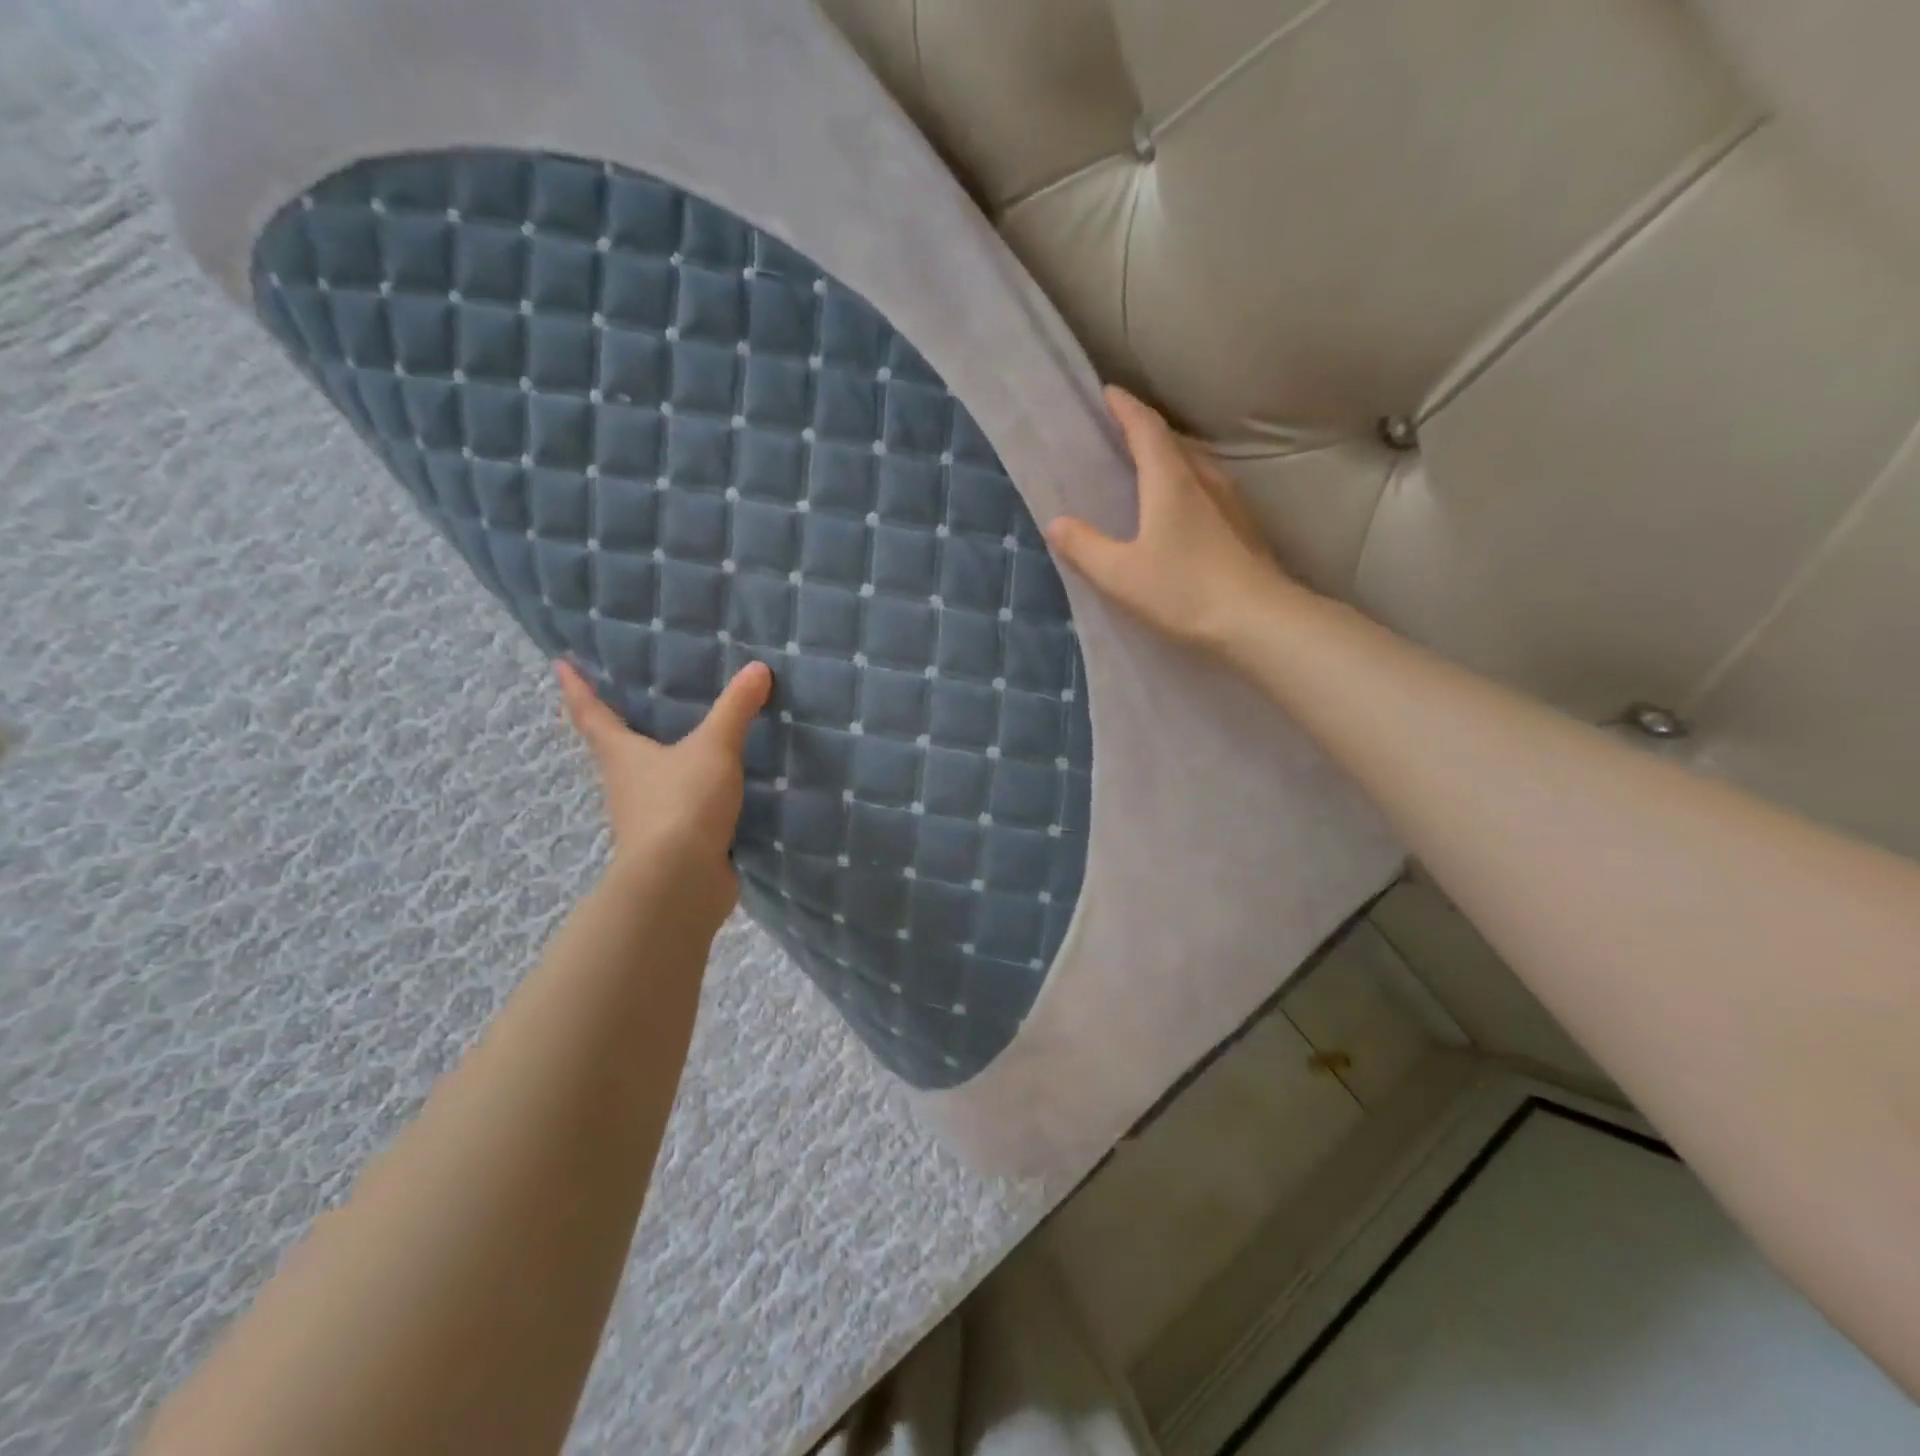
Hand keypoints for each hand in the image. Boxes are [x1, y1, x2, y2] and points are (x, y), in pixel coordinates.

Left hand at [557, 658, 773, 926]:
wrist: (680, 882)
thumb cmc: (682, 803)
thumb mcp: (714, 748)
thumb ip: (735, 709)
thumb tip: (757, 667)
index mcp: (622, 755)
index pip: (591, 714)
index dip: (576, 688)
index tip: (560, 664)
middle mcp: (625, 785)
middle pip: (615, 749)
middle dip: (618, 726)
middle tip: (629, 700)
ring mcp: (646, 819)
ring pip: (648, 781)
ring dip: (658, 764)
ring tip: (684, 742)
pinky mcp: (673, 844)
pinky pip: (681, 809)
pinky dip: (691, 796)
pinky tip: (715, 790)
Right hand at [1046, 386, 1294, 652]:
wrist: (1258, 622)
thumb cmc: (1184, 591)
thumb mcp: (1120, 574)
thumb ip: (1085, 547)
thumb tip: (1057, 523)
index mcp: (1171, 481)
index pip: (1146, 428)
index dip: (1125, 408)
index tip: (1107, 393)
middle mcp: (1204, 480)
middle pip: (1173, 441)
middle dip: (1145, 429)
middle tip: (1119, 432)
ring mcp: (1230, 502)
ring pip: (1195, 463)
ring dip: (1170, 456)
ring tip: (1147, 467)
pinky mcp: (1243, 527)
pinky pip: (1208, 488)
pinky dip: (1187, 483)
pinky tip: (1181, 507)